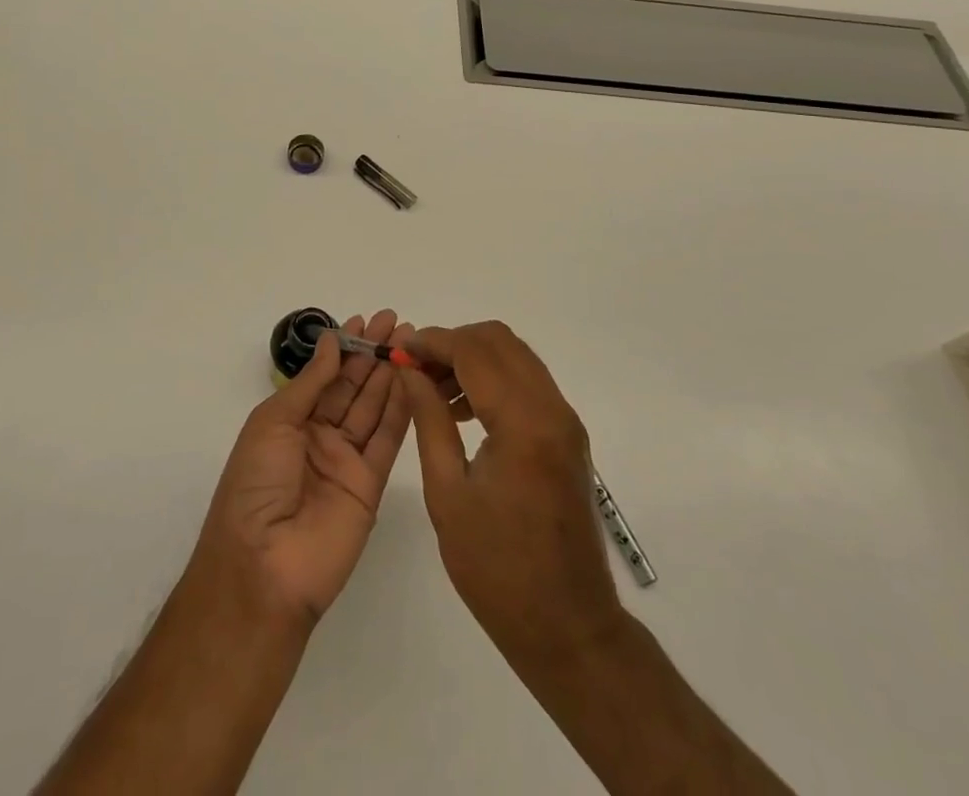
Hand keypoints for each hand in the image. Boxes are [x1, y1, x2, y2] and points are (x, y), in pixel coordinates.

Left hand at [190, 310, 413, 626]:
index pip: (324, 375)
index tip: (366, 320)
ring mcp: (346, 461)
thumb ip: (311, 383)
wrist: (263, 566)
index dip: (345, 347)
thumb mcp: (273, 422)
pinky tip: (413, 380)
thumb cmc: (255, 484)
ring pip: (372, 408)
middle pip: (352, 387)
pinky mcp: (370, 486)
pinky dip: (400, 410)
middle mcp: (319, 437)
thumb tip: (331, 341)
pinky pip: (386, 440)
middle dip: (372, 354)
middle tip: (397, 322)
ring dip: (390, 375)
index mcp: (289, 421)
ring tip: (410, 342)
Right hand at [402, 322, 623, 661]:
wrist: (568, 627)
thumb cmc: (497, 569)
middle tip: (418, 369)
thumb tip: (410, 371)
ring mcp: (565, 421)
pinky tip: (464, 412)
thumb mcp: (448, 493)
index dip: (433, 342)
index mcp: (523, 423)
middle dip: (454, 343)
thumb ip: (429, 420)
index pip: (474, 351)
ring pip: (516, 357)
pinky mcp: (567, 435)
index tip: (400, 349)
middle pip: (500, 341)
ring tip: (435, 393)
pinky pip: (528, 383)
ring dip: (474, 359)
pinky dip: (494, 379)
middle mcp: (552, 409)